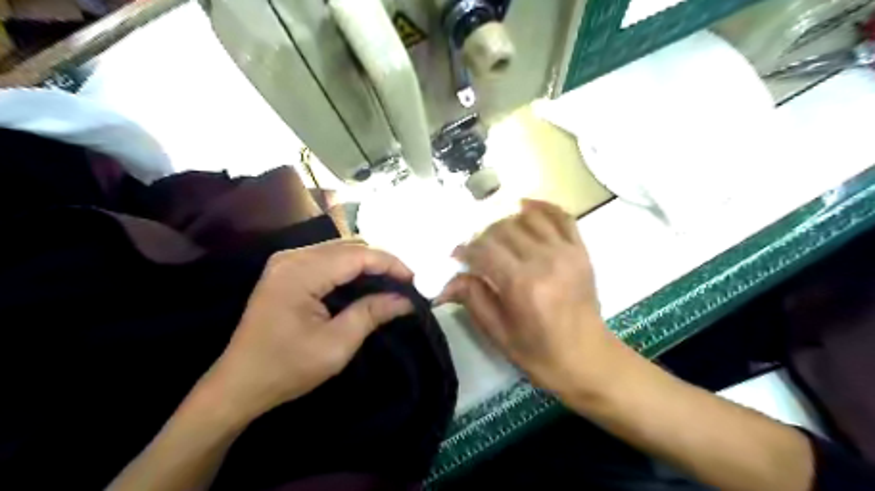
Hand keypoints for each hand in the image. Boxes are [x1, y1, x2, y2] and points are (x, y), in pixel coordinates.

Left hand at [207, 240, 413, 419]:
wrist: (239, 384)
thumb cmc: (287, 369)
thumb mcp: (336, 345)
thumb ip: (372, 314)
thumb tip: (406, 300)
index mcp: (300, 272)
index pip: (357, 255)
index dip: (391, 263)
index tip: (416, 280)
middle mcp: (292, 257)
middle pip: (349, 247)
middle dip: (382, 262)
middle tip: (406, 283)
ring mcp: (287, 261)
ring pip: (340, 250)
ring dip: (368, 264)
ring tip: (392, 283)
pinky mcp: (287, 270)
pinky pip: (328, 259)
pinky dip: (351, 268)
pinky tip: (366, 283)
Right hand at [445, 200, 621, 399]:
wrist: (588, 359)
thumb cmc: (539, 354)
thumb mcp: (499, 333)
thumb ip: (473, 299)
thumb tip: (447, 280)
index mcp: (521, 284)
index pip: (484, 250)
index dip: (466, 250)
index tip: (457, 256)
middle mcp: (544, 261)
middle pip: (504, 230)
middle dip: (483, 237)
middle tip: (476, 251)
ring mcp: (566, 252)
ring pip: (528, 219)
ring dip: (507, 222)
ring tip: (498, 237)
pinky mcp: (580, 251)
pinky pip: (562, 217)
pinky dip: (543, 207)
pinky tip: (526, 207)